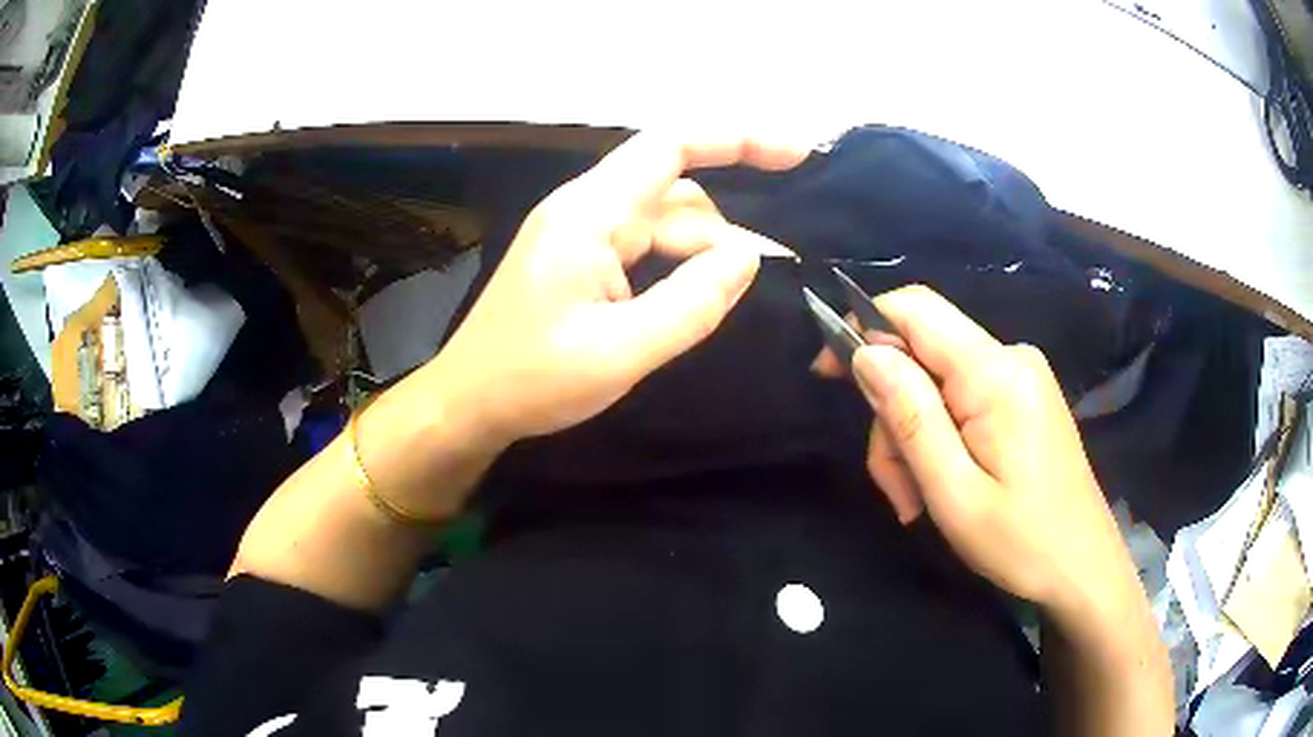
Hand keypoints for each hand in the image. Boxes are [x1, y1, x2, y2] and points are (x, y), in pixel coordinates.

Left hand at [427, 133, 807, 445]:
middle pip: (676, 195)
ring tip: (732, 300)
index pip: (671, 147)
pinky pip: (643, 248)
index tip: (797, 155)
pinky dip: (677, 268)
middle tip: (778, 275)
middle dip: (728, 232)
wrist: (466, 404)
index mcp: (589, 214)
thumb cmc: (531, 380)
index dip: (737, 139)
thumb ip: (692, 303)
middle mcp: (586, 210)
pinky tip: (695, 298)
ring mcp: (581, 235)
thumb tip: (750, 255)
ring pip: (663, 224)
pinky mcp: (580, 260)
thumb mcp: (621, 352)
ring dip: (703, 255)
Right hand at [835, 286, 1138, 620]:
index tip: (829, 376)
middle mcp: (1010, 358)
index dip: (862, 327)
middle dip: (894, 416)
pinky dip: (941, 438)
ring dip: (915, 438)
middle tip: (896, 488)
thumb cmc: (1022, 542)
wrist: (1083, 568)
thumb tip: (865, 352)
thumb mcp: (954, 492)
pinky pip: (963, 399)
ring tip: (918, 502)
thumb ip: (910, 416)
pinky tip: (944, 485)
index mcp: (995, 374)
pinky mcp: (1024, 398)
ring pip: (938, 383)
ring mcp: (1021, 377)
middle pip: (922, 354)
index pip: (915, 309)